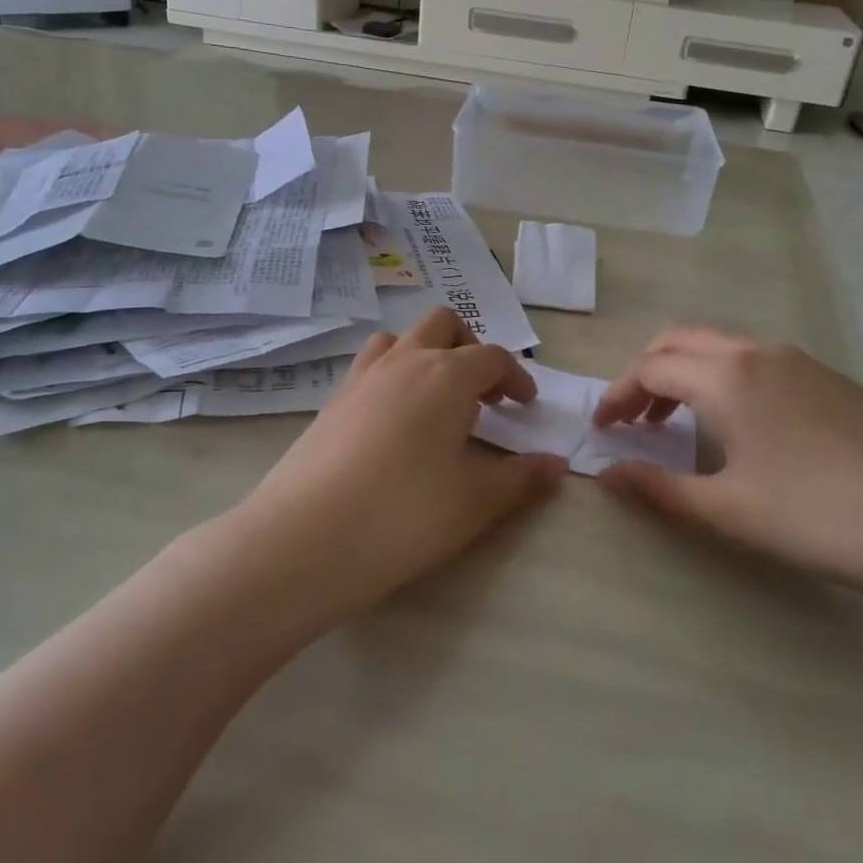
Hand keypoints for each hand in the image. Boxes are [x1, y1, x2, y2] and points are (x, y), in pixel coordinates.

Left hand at [224, 309, 566, 628]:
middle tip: (483, 392)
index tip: (525, 405)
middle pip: (443, 325)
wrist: (306, 537)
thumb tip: (557, 466)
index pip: (491, 357)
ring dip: (425, 354)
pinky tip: (394, 422)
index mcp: (446, 375)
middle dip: (470, 348)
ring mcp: (361, 377)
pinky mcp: (331, 401)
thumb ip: (520, 479)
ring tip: (436, 398)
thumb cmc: (404, 514)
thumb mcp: (474, 501)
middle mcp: (404, 361)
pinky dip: (391, 376)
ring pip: (399, 338)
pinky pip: (369, 367)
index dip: (515, 376)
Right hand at [592, 327, 862, 613]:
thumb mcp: (729, 510)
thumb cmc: (820, 518)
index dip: (618, 395)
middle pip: (680, 340)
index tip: (601, 429)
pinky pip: (755, 358)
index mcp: (727, 376)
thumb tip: (605, 474)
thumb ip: (658, 489)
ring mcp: (799, 359)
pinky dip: (722, 375)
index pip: (650, 367)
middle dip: (646, 372)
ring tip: (678, 420)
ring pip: (720, 345)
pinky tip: (738, 422)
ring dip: (685, 370)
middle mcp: (758, 352)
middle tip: (634, 418)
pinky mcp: (829, 377)